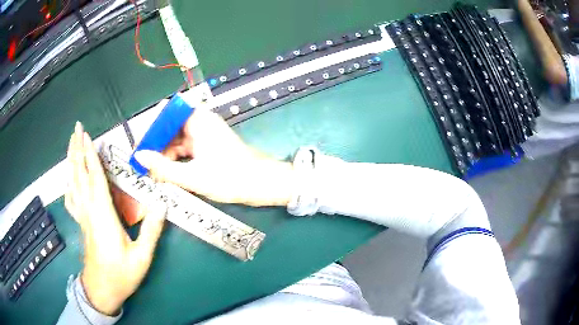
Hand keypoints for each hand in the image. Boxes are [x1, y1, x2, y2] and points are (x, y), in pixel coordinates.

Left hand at [65, 122, 165, 314]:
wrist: (102, 290)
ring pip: (73, 183)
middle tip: (76, 128)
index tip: (87, 135)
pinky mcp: (81, 223)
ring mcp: (82, 216)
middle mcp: (89, 211)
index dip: (91, 155)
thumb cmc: (121, 275)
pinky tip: (69, 177)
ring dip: (71, 161)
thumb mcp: (142, 257)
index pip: (95, 178)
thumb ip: (151, 230)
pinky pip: (71, 198)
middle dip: (77, 149)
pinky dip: (69, 183)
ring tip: (71, 143)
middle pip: (80, 174)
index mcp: (103, 216)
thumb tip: (162, 203)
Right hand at [133, 108, 295, 206]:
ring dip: (165, 154)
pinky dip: (176, 159)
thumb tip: (140, 157)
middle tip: (144, 163)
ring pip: (177, 139)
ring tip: (154, 172)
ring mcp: (205, 134)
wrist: (263, 184)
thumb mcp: (192, 176)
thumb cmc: (230, 178)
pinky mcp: (208, 146)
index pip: (167, 112)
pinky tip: (168, 173)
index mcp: (198, 121)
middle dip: (156, 144)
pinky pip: (186, 148)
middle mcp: (201, 123)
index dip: (151, 127)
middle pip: (170, 127)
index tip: (140, 145)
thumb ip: (163, 167)